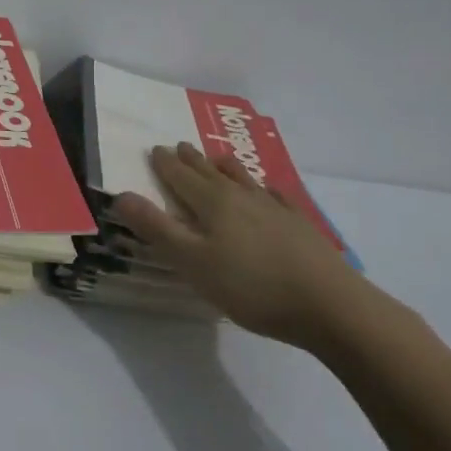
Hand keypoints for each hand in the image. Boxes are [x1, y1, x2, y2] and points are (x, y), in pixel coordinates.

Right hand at [111, 143, 367, 349]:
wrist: (329, 304)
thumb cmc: (251, 287)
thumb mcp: (193, 262)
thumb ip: (157, 228)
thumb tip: (121, 194)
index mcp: (213, 203)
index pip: (182, 177)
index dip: (165, 164)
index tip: (154, 149)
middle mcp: (242, 197)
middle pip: (211, 173)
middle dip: (192, 160)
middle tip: (179, 146)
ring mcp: (275, 209)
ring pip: (244, 179)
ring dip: (226, 167)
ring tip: (218, 158)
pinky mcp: (299, 225)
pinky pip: (276, 196)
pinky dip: (264, 188)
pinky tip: (268, 190)